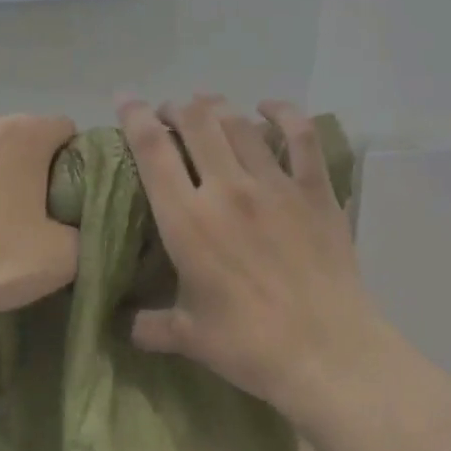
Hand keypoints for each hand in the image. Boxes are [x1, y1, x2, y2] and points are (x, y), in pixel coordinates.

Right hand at [118, 93, 376, 411]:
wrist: (326, 352)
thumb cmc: (249, 346)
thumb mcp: (188, 337)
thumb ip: (150, 324)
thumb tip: (123, 325)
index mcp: (187, 221)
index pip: (152, 150)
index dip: (134, 115)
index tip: (125, 98)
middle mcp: (227, 189)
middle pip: (196, 122)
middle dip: (177, 108)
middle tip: (170, 114)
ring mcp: (275, 185)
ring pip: (239, 124)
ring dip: (217, 107)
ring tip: (207, 107)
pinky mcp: (314, 190)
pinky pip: (300, 136)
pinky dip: (283, 113)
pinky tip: (268, 108)